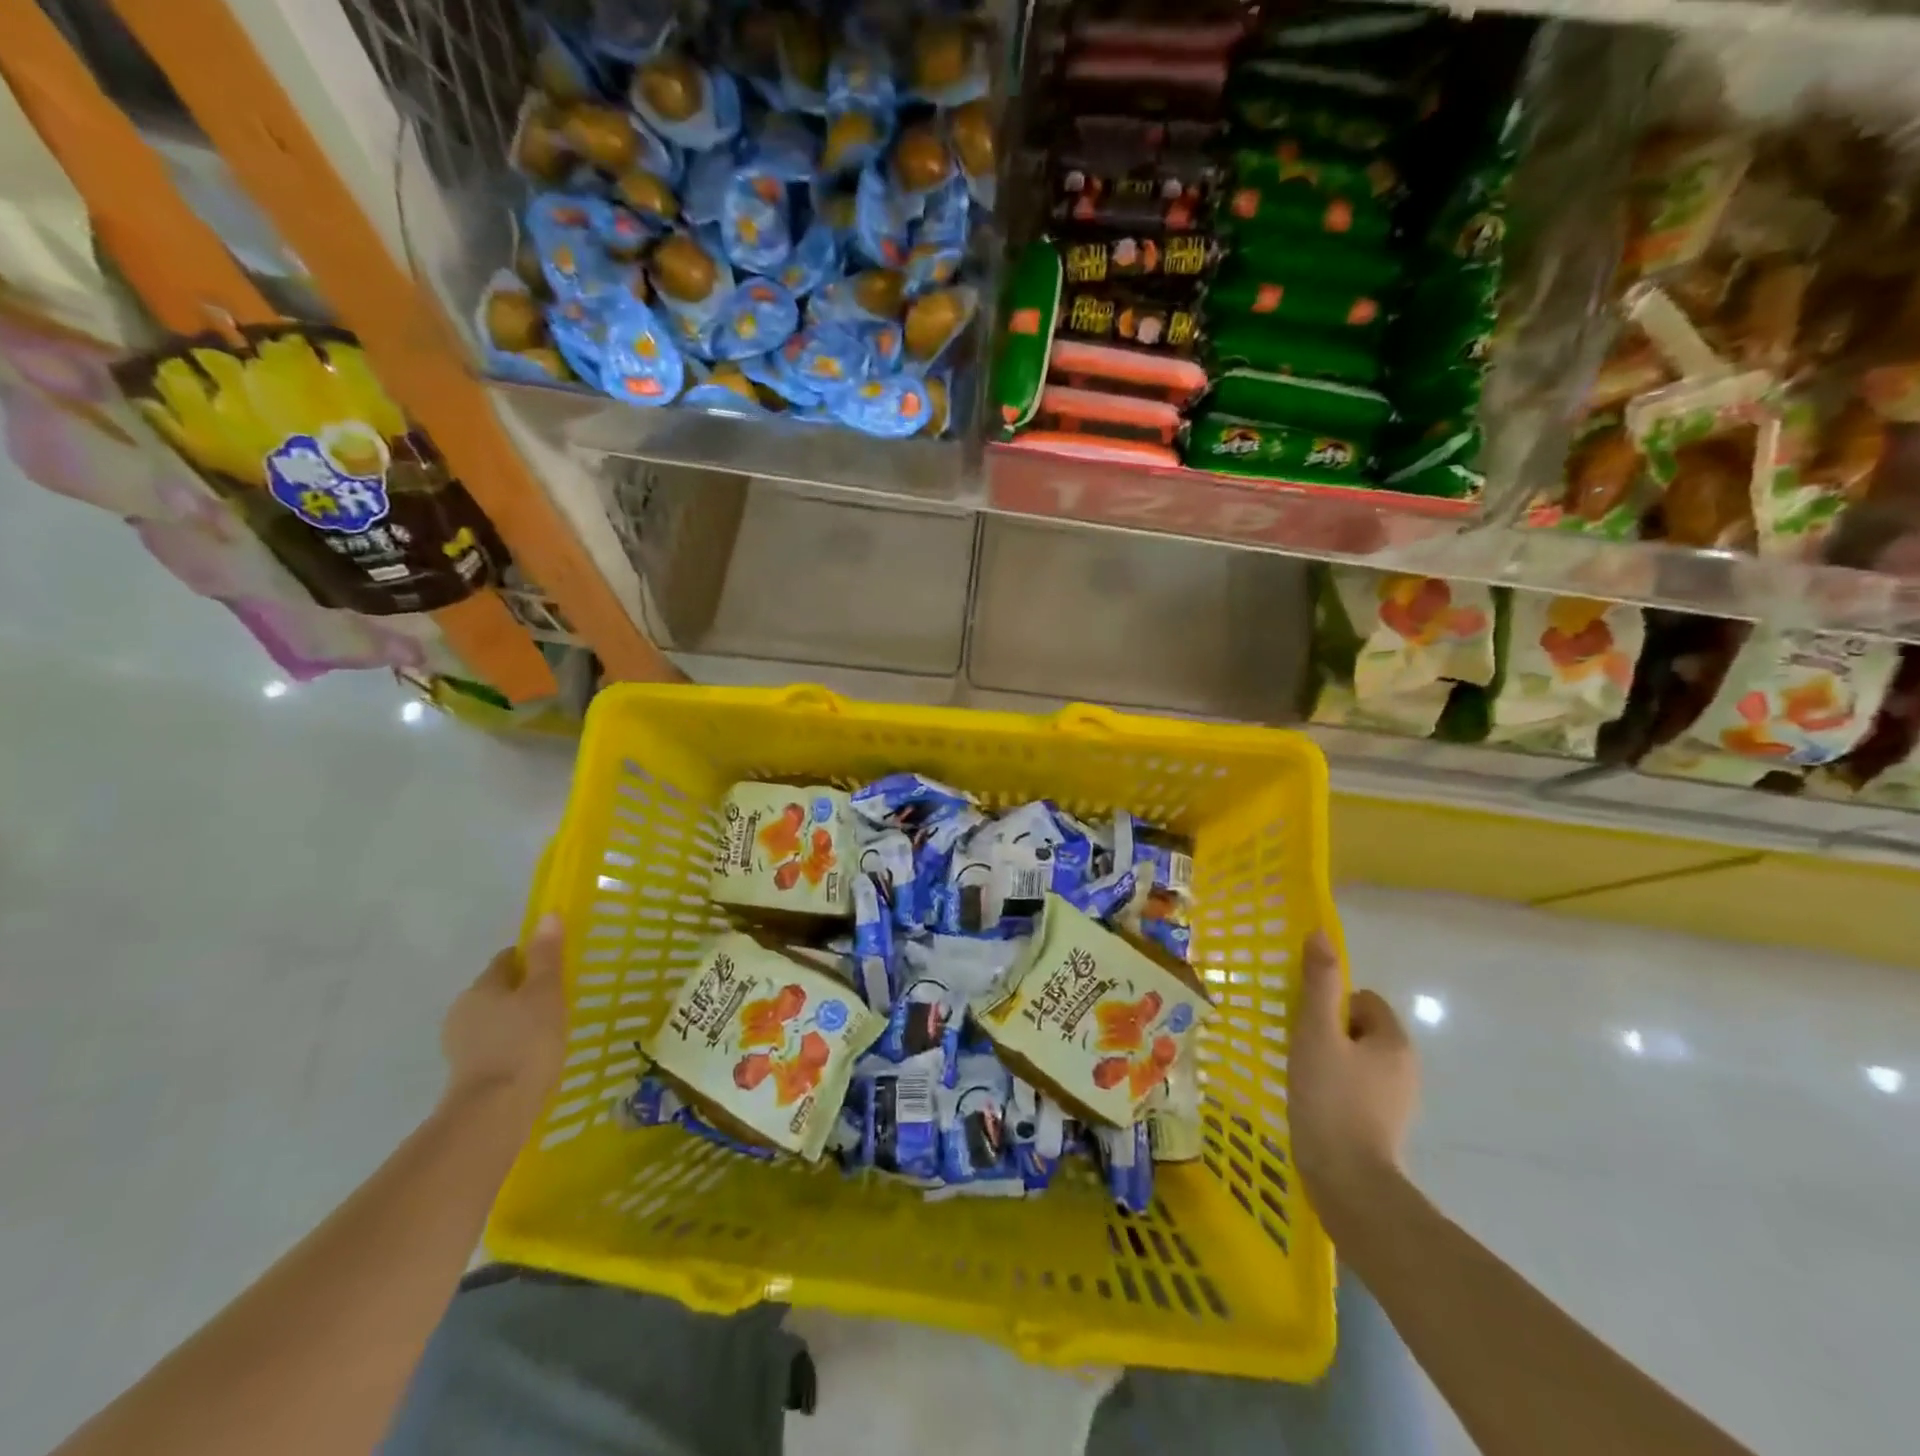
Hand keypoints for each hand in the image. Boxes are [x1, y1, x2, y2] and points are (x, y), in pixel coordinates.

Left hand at [440, 912, 567, 1120]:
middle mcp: (463, 1009)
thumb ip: (547, 955)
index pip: (509, 959)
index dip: (535, 958)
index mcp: (482, 986)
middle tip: (559, 1001)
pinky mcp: (465, 1072)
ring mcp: (460, 1043)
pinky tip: (532, 1057)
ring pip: (495, 1018)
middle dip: (525, 991)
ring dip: (517, 1020)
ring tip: (549, 1032)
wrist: (494, 1111)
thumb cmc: (526, 1043)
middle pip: (499, 989)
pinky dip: (510, 1045)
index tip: (559, 969)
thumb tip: (548, 915)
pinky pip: (493, 1045)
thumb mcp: (546, 993)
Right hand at [1290, 930, 1419, 1237]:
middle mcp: (1405, 1068)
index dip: (1332, 1005)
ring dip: (1332, 1062)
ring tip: (1303, 1077)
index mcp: (1394, 1042)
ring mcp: (1398, 1102)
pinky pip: (1358, 1090)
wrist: (1348, 1183)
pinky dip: (1337, 1090)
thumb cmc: (1330, 1099)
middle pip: (1361, 1030)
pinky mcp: (1384, 1128)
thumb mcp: (1316, 1033)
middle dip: (1330, 1034)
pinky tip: (1315, 1104)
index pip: (1364, 1000)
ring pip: (1358, 1062)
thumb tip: (1321, 933)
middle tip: (1300, 1048)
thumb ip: (1318, 984)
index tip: (1307, 1023)